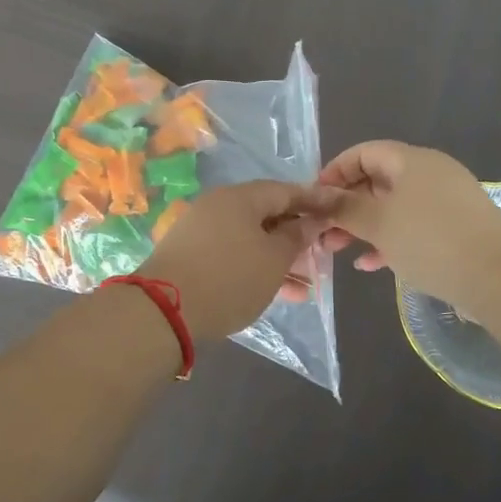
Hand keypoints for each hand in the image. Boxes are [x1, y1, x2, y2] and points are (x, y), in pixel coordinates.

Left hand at [139, 181, 332, 339]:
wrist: (163, 311)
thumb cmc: (230, 277)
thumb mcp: (274, 259)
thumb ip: (297, 237)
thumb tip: (310, 221)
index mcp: (240, 197)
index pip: (285, 190)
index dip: (314, 200)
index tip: (337, 210)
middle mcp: (218, 206)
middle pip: (267, 215)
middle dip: (297, 236)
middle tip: (323, 253)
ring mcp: (201, 232)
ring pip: (251, 240)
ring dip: (280, 259)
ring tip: (307, 284)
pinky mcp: (191, 257)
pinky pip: (234, 256)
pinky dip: (257, 269)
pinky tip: (280, 294)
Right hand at [317, 141, 500, 316]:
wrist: (499, 276)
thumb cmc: (430, 240)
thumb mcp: (378, 223)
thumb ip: (344, 208)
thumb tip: (317, 196)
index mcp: (411, 161)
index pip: (364, 153)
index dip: (335, 171)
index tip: (314, 198)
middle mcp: (430, 174)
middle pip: (378, 180)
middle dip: (346, 205)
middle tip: (321, 230)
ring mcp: (446, 202)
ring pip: (394, 207)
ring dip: (364, 226)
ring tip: (337, 250)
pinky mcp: (457, 229)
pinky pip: (414, 227)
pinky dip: (390, 240)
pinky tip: (371, 264)